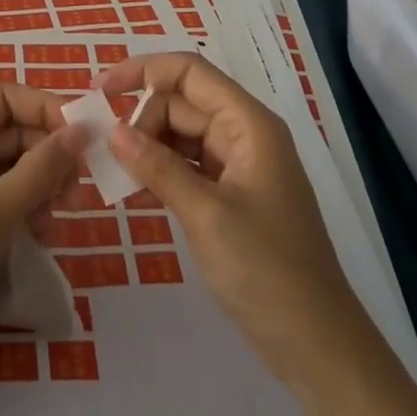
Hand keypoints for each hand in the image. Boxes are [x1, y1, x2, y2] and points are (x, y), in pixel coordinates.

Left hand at [0, 84, 84, 380]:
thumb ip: (40, 169)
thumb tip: (82, 130)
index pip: (4, 98)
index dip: (45, 109)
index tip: (84, 138)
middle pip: (13, 132)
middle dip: (48, 156)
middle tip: (76, 193)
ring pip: (15, 165)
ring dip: (42, 186)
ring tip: (54, 223)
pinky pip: (7, 195)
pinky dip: (29, 208)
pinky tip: (40, 237)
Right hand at [100, 53, 357, 398]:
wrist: (316, 344)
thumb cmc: (266, 271)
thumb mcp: (205, 215)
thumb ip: (157, 167)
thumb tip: (112, 131)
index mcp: (249, 124)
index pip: (189, 72)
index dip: (143, 71)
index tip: (101, 92)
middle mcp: (245, 134)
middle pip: (181, 102)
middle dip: (141, 118)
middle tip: (108, 155)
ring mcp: (239, 166)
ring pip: (181, 133)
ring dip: (148, 145)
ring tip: (116, 170)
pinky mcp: (231, 195)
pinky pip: (188, 164)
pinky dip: (161, 169)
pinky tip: (137, 186)